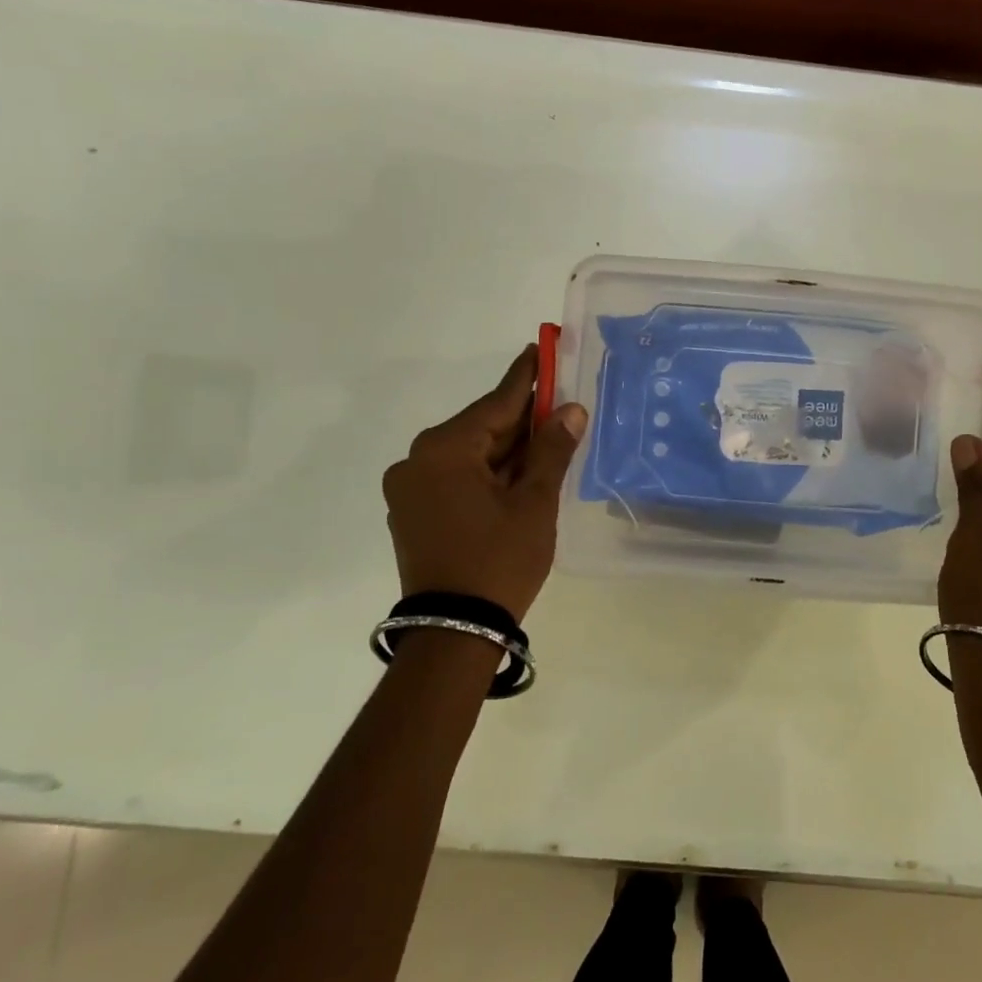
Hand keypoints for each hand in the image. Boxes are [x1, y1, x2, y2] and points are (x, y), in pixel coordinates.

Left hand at [381, 346, 588, 621]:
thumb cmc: (499, 561)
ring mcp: (410, 488)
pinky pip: (456, 477)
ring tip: (546, 438)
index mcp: (444, 450)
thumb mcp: (534, 503)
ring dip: (507, 448)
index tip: (541, 348)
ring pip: (469, 454)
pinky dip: (487, 472)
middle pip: (481, 427)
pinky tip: (517, 475)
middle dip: (521, 418)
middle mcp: (417, 460)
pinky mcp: (412, 512)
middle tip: (557, 400)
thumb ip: (551, 450)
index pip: (496, 403)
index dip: (526, 378)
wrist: (452, 633)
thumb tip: (571, 410)